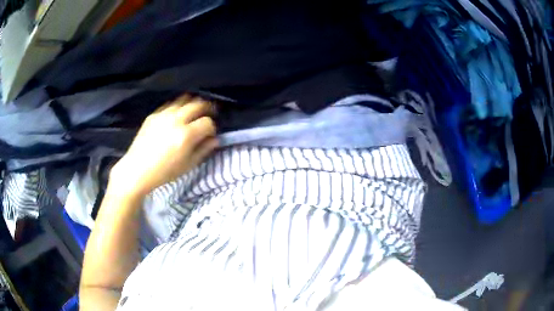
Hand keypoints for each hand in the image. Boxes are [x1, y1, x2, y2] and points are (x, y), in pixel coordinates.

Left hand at [109, 95, 217, 198]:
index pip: (207, 122)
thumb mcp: (188, 165)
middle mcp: (176, 120)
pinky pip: (170, 104)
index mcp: (186, 135)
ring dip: (193, 104)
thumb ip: (204, 150)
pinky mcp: (154, 114)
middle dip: (207, 108)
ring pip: (184, 99)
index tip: (210, 134)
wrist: (137, 170)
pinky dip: (178, 107)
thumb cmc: (164, 172)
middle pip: (198, 104)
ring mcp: (163, 115)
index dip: (212, 128)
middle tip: (209, 114)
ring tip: (194, 111)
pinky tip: (178, 115)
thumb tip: (215, 139)